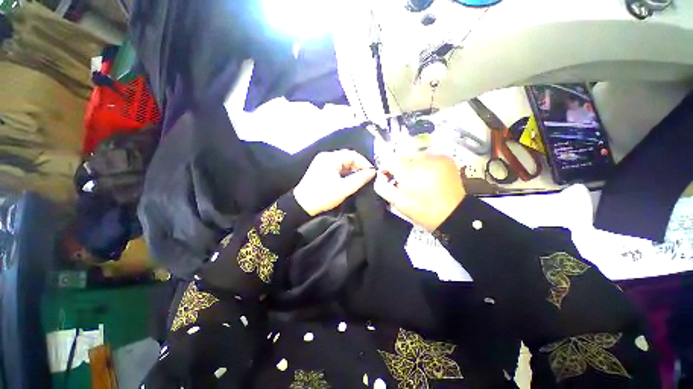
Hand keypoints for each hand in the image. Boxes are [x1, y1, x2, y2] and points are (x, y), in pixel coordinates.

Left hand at [293, 150, 375, 215]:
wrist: (302, 205)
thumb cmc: (323, 196)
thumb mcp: (344, 188)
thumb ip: (360, 179)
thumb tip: (372, 172)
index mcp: (330, 158)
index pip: (352, 155)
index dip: (364, 163)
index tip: (372, 173)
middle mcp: (326, 157)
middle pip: (347, 157)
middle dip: (359, 166)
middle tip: (368, 176)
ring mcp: (323, 162)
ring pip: (343, 163)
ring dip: (353, 170)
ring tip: (361, 179)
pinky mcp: (322, 169)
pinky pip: (337, 167)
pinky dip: (345, 173)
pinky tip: (351, 179)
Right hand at [374, 152, 465, 230]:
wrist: (453, 214)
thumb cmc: (422, 210)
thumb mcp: (397, 202)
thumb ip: (382, 187)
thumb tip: (380, 175)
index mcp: (410, 171)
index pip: (389, 160)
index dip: (386, 169)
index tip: (387, 178)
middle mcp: (424, 158)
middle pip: (402, 156)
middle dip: (399, 167)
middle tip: (402, 181)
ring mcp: (437, 156)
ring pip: (414, 155)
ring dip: (410, 165)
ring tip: (415, 179)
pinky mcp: (446, 158)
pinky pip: (427, 156)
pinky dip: (423, 164)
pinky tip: (426, 175)